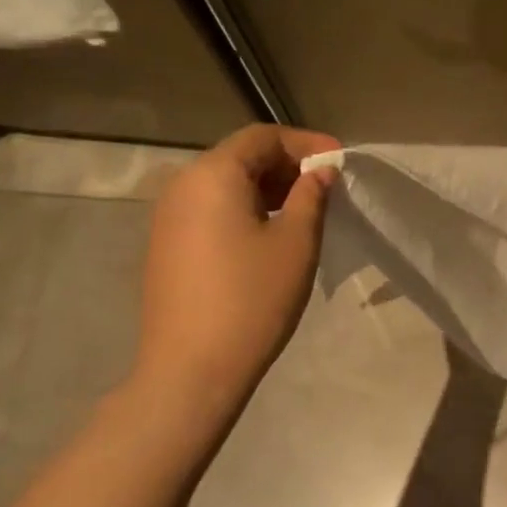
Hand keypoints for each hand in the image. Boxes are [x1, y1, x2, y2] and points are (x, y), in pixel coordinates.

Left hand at [132, 125, 340, 404]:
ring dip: (266, 189)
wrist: (190, 369)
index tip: (339, 161)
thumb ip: (310, 197)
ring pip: (224, 185)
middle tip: (326, 187)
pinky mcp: (166, 245)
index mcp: (213, 174)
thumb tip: (320, 172)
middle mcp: (182, 185)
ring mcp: (168, 217)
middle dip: (286, 165)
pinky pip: (210, 210)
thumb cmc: (252, 300)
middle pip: (240, 157)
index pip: (262, 137)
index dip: (306, 143)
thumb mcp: (295, 243)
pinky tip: (268, 235)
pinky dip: (243, 209)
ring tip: (303, 211)